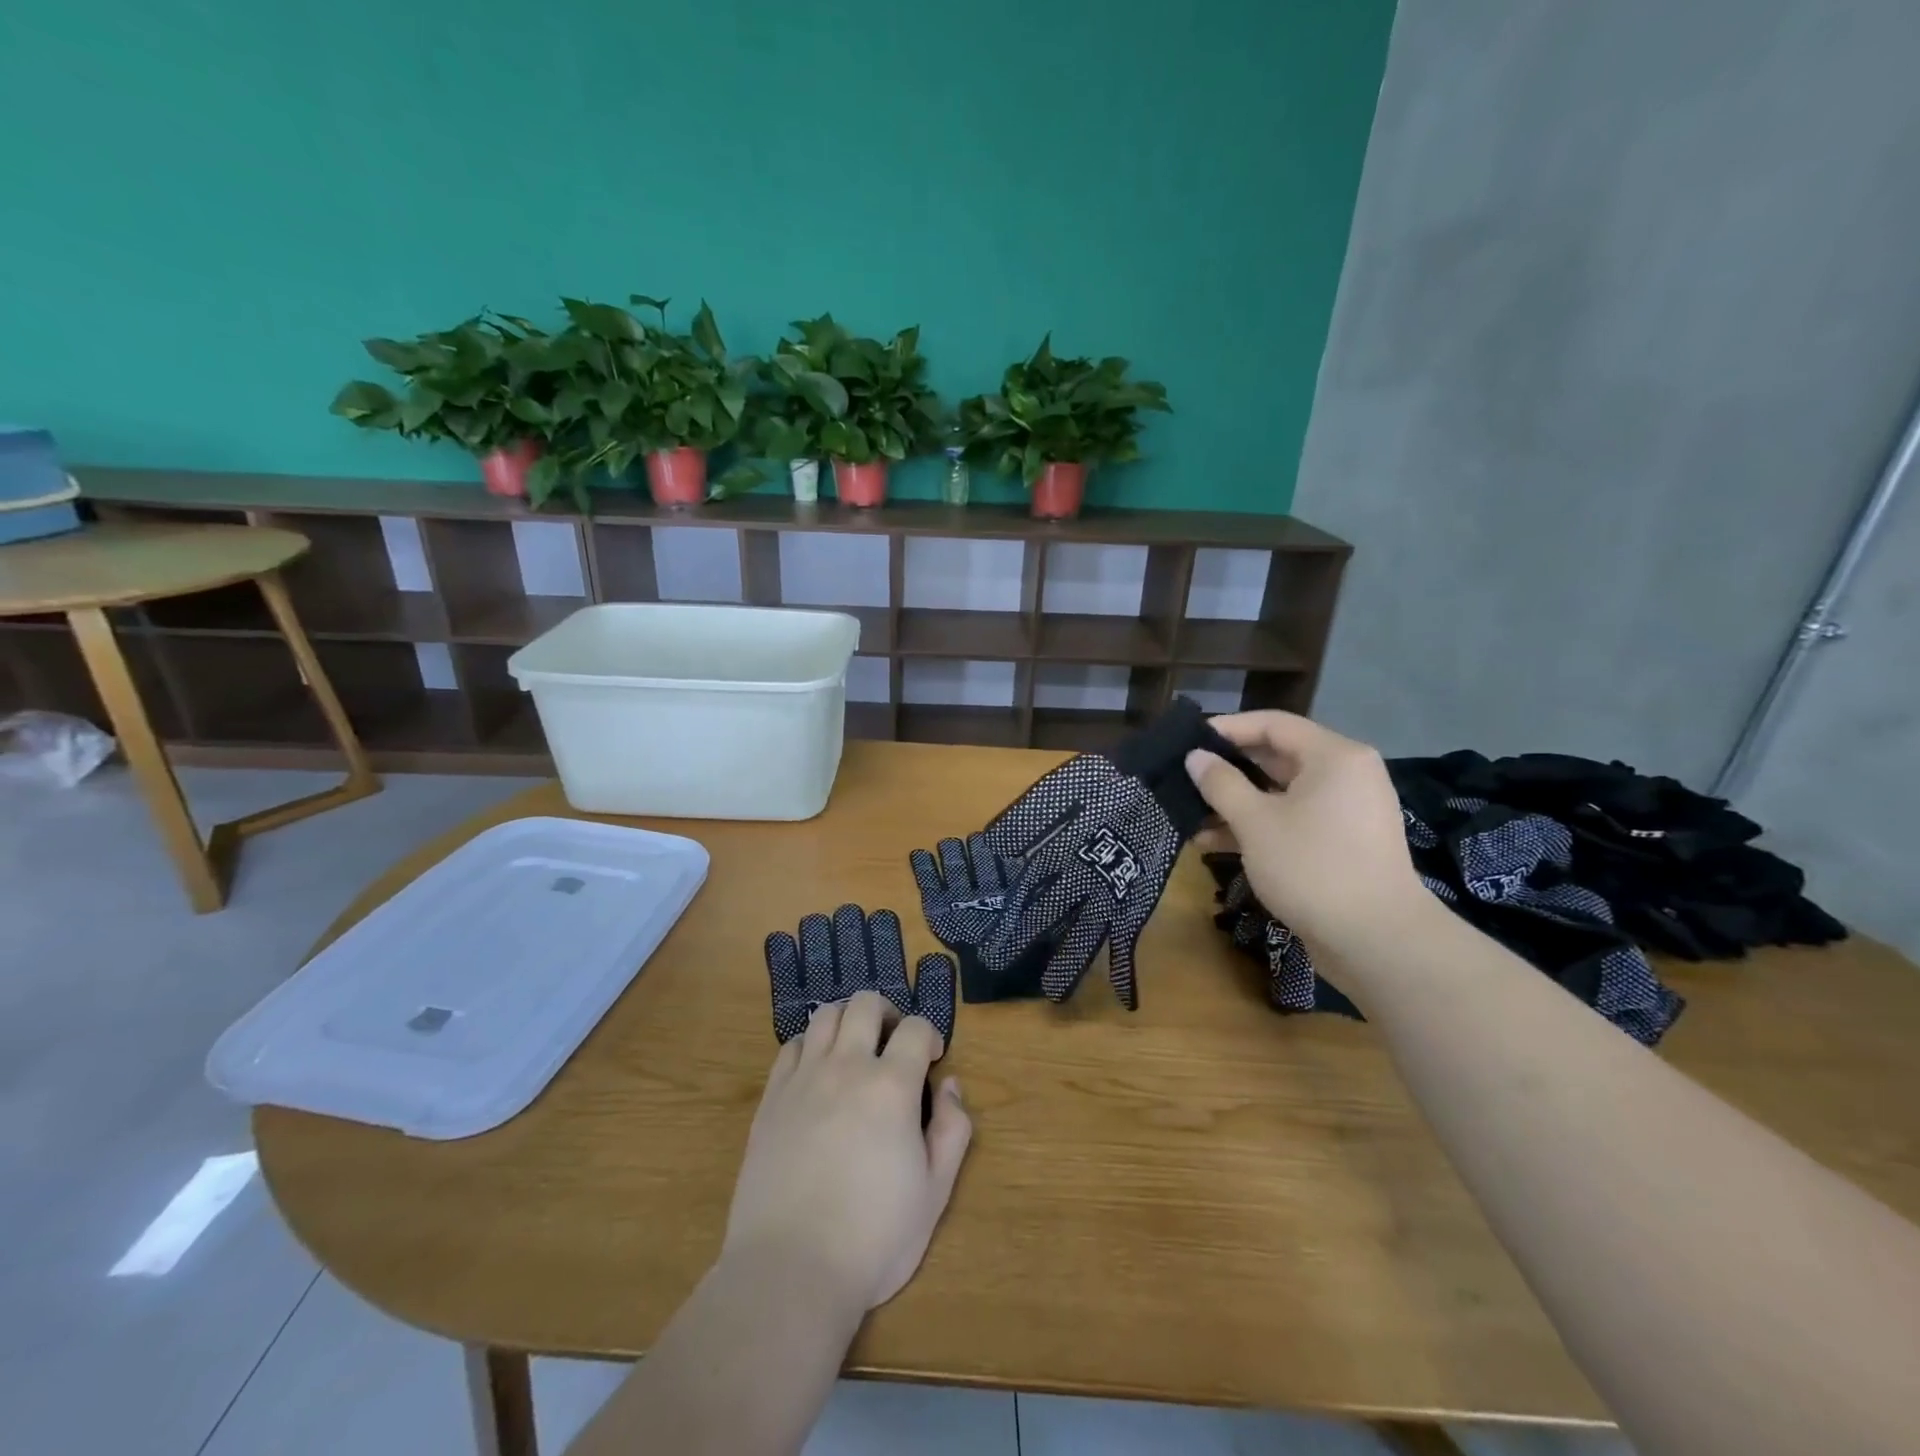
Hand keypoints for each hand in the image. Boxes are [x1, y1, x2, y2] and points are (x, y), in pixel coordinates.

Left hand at [722, 990, 971, 1312]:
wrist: (790, 1271)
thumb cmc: (873, 1237)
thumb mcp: (935, 1193)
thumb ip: (952, 1130)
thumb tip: (950, 1085)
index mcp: (891, 1086)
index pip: (916, 1027)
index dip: (929, 1035)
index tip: (931, 1060)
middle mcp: (847, 1067)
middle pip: (866, 1004)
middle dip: (888, 1013)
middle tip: (893, 1045)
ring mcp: (804, 1079)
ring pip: (826, 1015)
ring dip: (848, 1021)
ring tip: (855, 1050)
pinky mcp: (771, 1098)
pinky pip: (790, 1046)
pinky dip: (810, 1045)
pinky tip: (817, 1072)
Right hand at [1184, 711, 1428, 955]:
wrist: (1377, 942)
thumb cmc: (1313, 866)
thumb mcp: (1255, 822)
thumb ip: (1221, 784)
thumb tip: (1195, 757)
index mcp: (1333, 756)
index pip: (1273, 724)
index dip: (1227, 729)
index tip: (1187, 741)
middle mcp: (1344, 776)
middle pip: (1276, 758)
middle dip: (1227, 771)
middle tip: (1183, 778)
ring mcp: (1345, 812)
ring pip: (1280, 794)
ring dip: (1235, 804)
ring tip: (1190, 816)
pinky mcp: (1340, 845)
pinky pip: (1292, 821)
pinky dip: (1257, 827)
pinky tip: (1214, 843)